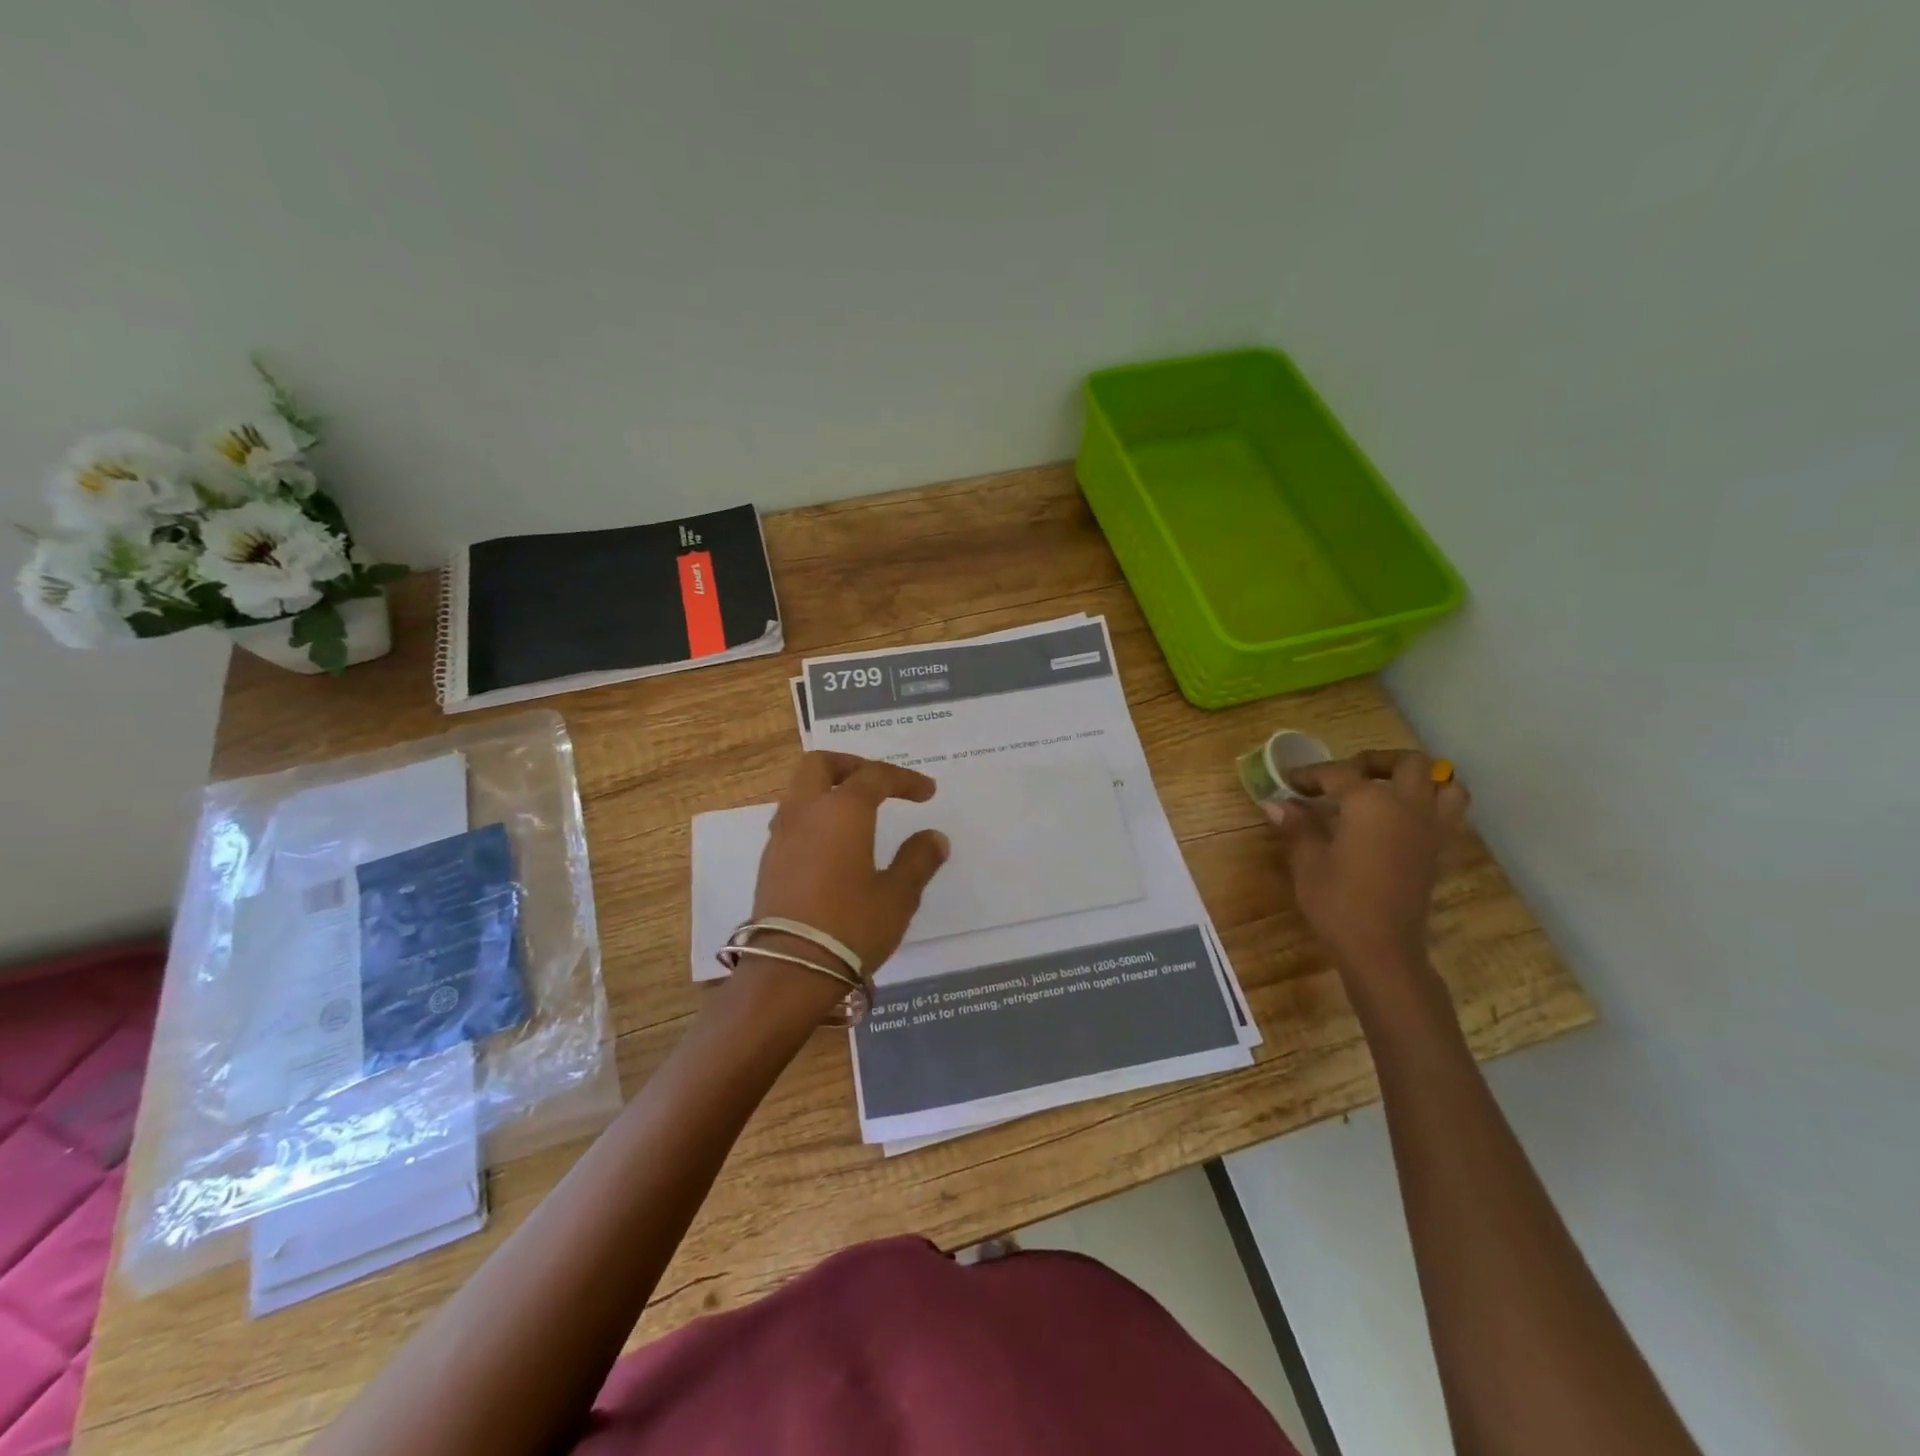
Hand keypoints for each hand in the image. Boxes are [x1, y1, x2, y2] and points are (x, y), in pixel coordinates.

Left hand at [750, 751, 949, 975]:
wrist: (789, 971)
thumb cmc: (851, 926)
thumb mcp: (898, 896)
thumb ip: (917, 860)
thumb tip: (934, 838)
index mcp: (842, 811)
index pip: (875, 776)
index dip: (904, 779)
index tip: (927, 793)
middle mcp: (806, 812)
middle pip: (820, 765)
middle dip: (852, 766)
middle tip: (879, 784)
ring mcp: (781, 836)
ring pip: (800, 790)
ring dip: (829, 789)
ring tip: (858, 813)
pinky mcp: (770, 862)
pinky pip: (792, 818)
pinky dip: (816, 815)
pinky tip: (835, 844)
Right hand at [1265, 750, 1469, 978]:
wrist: (1382, 949)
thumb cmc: (1338, 902)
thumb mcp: (1308, 861)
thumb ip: (1297, 826)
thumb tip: (1274, 803)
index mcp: (1371, 803)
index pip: (1338, 774)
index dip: (1310, 775)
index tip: (1288, 782)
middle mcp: (1409, 806)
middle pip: (1406, 764)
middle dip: (1374, 762)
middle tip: (1346, 776)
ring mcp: (1432, 829)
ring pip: (1444, 785)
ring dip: (1419, 780)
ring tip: (1387, 790)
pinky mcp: (1441, 853)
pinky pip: (1450, 815)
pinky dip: (1432, 806)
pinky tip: (1402, 821)